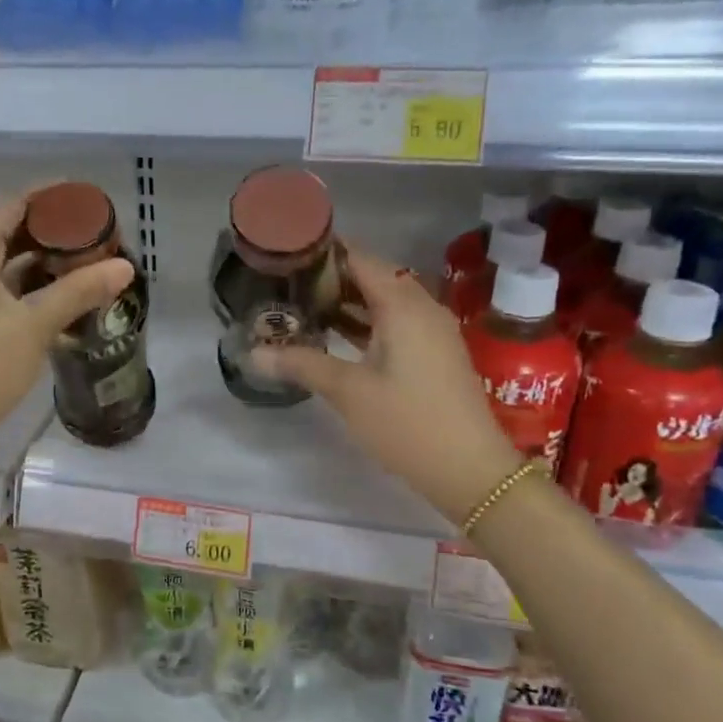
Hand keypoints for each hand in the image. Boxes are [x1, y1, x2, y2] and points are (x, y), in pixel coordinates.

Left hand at [0, 192, 132, 466]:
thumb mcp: (33, 328)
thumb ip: (78, 292)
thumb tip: (125, 266)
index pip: (9, 206)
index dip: (48, 199)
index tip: (86, 200)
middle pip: (0, 232)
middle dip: (46, 233)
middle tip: (90, 238)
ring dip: (32, 262)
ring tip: (77, 266)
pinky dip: (16, 286)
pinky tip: (47, 301)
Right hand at [249, 247, 520, 523]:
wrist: (469, 470)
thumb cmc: (407, 423)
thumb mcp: (348, 392)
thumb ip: (301, 364)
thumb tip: (253, 353)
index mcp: (403, 305)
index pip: (361, 259)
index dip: (325, 251)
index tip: (288, 251)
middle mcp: (421, 308)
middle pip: (373, 276)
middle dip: (331, 277)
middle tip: (287, 279)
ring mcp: (431, 331)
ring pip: (384, 301)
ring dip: (347, 300)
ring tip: (301, 302)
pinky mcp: (432, 353)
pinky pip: (394, 322)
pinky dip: (365, 322)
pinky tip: (333, 334)